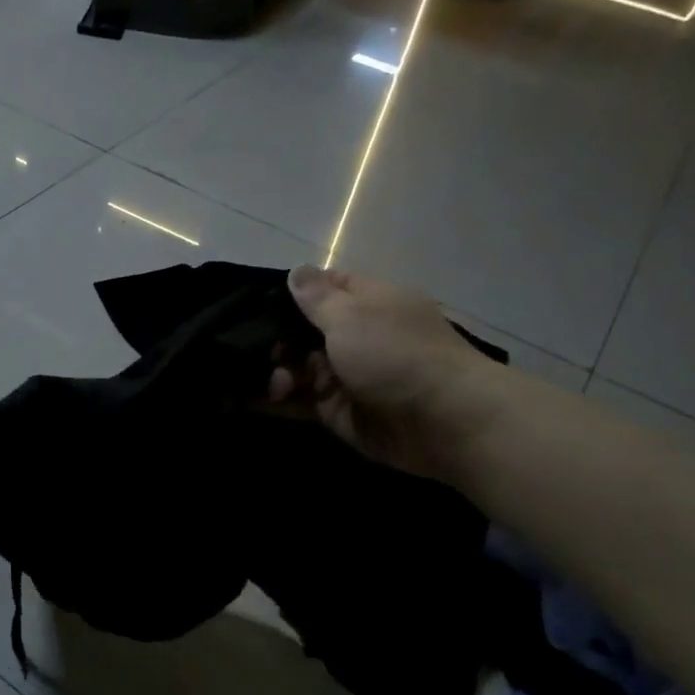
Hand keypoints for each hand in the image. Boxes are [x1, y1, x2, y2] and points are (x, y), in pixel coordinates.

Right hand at [270, 266, 505, 480]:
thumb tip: (296, 272)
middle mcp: (357, 337)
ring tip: (270, 383)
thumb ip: (316, 298)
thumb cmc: (395, 354)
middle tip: (250, 351)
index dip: (291, 294)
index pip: (323, 288)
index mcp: (368, 303)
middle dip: (275, 340)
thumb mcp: (350, 315)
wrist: (444, 422)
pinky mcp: (339, 413)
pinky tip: (250, 400)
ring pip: (299, 369)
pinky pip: (301, 403)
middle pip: (304, 332)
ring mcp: (347, 377)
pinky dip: (277, 402)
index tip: (252, 303)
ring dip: (275, 373)